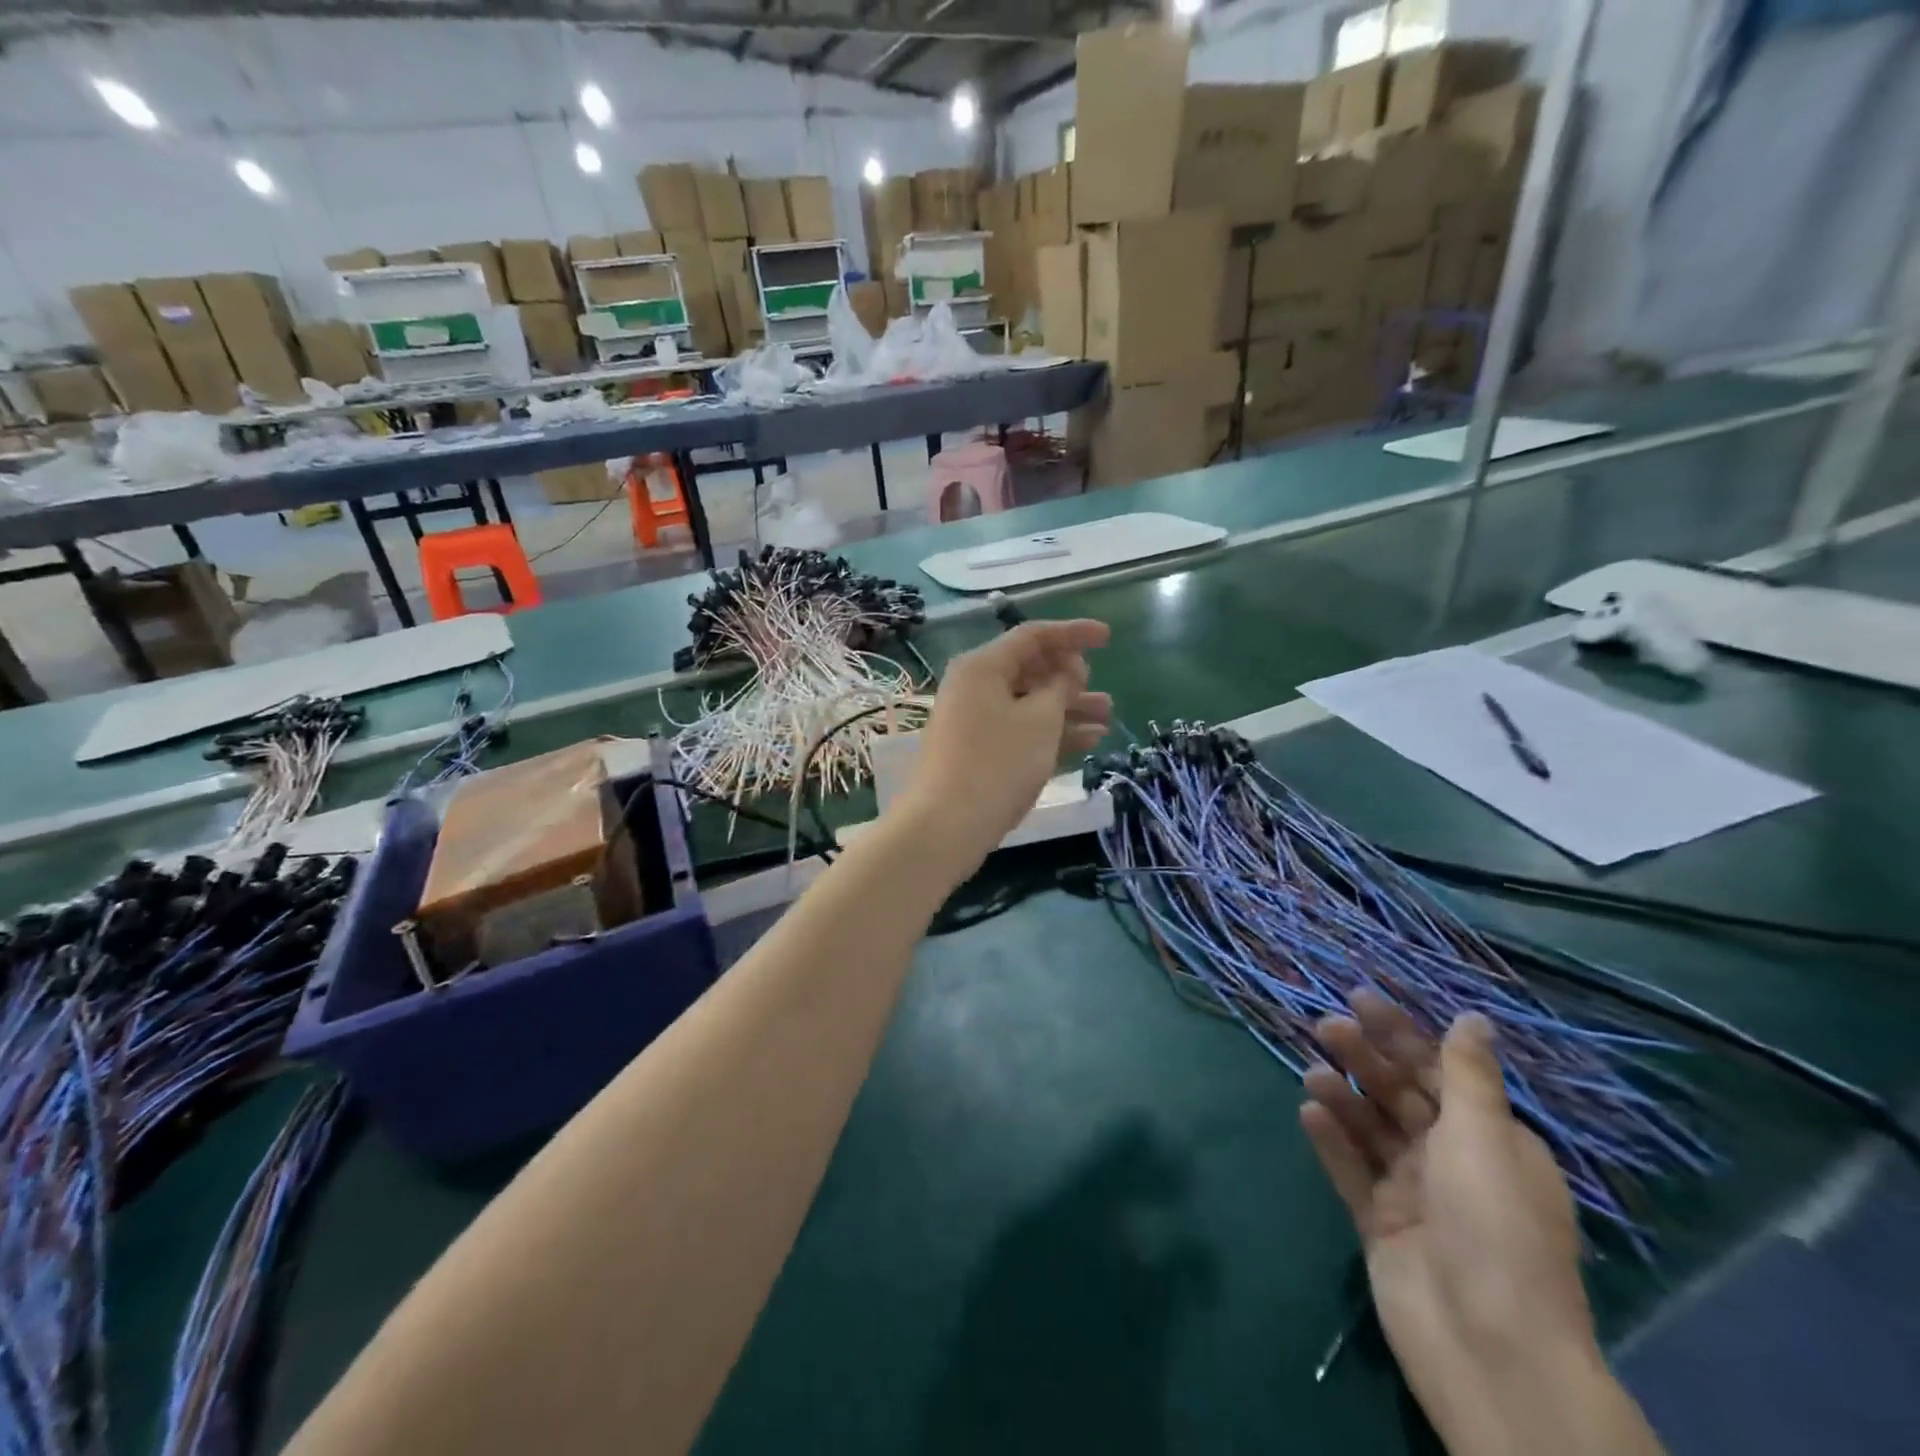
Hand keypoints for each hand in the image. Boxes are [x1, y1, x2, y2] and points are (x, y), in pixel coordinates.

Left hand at [896, 619, 1111, 870]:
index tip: (1108, 637)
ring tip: (1107, 717)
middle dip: (1071, 677)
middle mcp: (974, 686)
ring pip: (1028, 702)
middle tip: (1098, 691)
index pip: (1033, 636)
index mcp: (982, 666)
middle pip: (1030, 669)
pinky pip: (1020, 729)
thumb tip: (1063, 675)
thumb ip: (1059, 688)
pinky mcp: (977, 750)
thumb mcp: (1040, 720)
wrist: (947, 825)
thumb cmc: (998, 763)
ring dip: (1068, 708)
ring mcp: (974, 720)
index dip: (1073, 632)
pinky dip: (1051, 731)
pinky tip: (1088, 741)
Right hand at [1301, 994, 1599, 1398]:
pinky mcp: (1379, 1221)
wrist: (1486, 1346)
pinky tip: (1308, 1113)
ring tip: (1312, 1073)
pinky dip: (1331, 1140)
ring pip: (1370, 1127)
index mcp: (1490, 1141)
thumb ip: (1468, 1075)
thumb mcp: (1485, 1138)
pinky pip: (1350, 1169)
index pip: (1438, 1072)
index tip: (1360, 998)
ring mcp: (1413, 1193)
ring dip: (1343, 1094)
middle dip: (1365, 1057)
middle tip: (1324, 1026)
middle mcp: (1452, 1161)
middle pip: (1400, 1095)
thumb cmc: (1494, 1227)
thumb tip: (1473, 1017)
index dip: (1401, 1034)